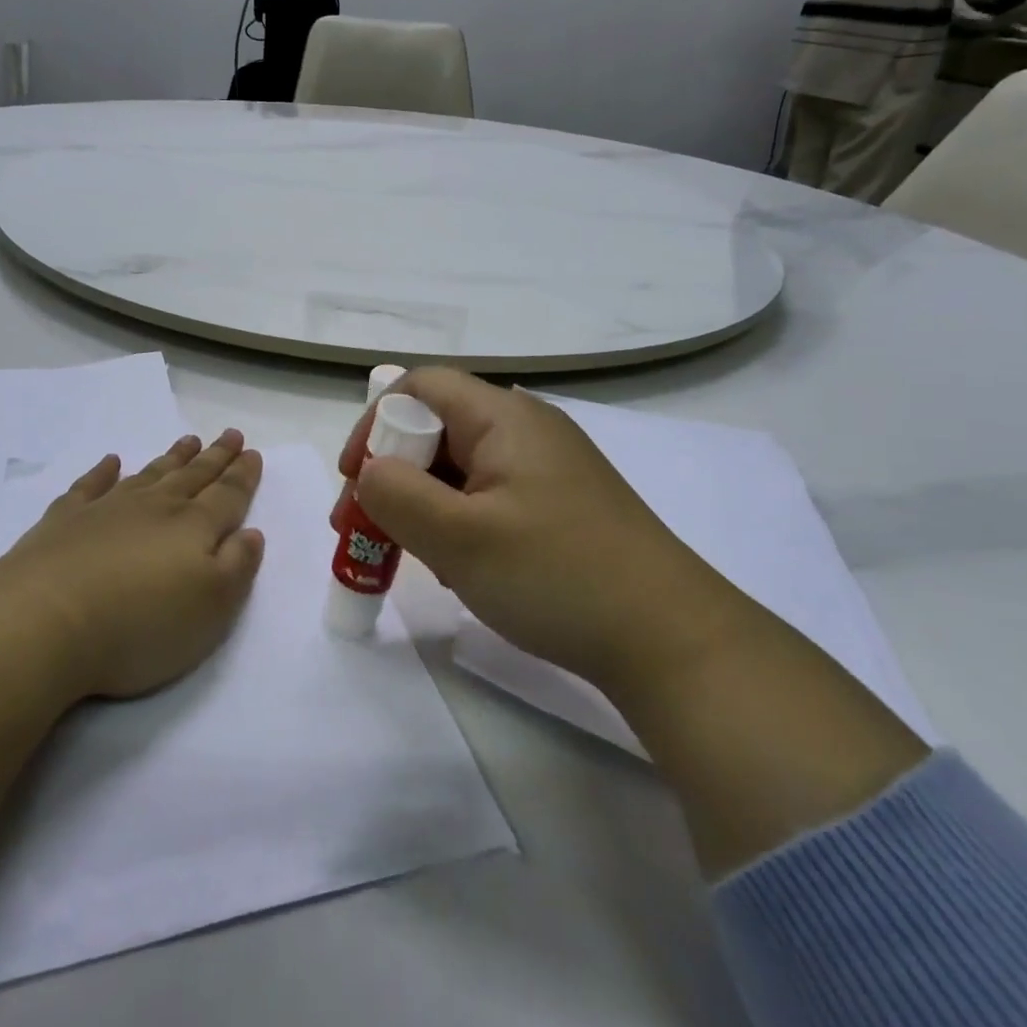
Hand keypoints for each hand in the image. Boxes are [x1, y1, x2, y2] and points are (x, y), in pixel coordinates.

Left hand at [0, 431, 265, 699]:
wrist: (45, 621)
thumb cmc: (141, 624)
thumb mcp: (212, 608)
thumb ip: (237, 567)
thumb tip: (251, 533)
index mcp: (193, 528)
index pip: (227, 495)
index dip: (243, 476)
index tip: (253, 452)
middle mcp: (154, 509)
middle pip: (192, 477)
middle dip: (215, 457)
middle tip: (230, 434)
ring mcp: (106, 510)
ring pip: (149, 475)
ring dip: (172, 458)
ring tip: (188, 441)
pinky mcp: (64, 522)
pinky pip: (89, 486)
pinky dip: (102, 472)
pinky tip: (111, 462)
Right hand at [338, 370, 735, 696]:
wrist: (671, 639)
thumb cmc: (557, 576)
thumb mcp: (459, 538)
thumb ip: (397, 495)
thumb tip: (371, 472)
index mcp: (504, 417)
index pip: (420, 387)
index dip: (375, 424)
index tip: (355, 480)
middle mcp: (526, 428)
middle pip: (438, 427)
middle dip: (393, 472)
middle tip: (365, 527)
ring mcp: (547, 467)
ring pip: (461, 466)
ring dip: (423, 501)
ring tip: (407, 553)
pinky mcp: (560, 504)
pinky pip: (489, 494)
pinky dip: (458, 519)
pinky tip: (458, 565)